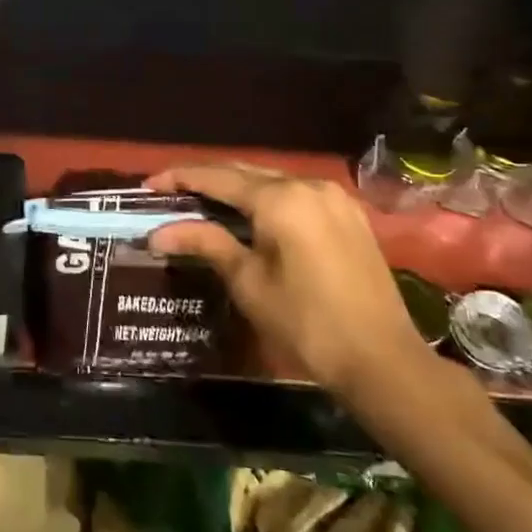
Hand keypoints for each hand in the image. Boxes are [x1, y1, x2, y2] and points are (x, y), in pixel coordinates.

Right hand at [145, 163, 434, 397]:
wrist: (382, 359)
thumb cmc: (306, 323)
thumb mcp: (248, 282)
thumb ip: (206, 243)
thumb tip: (159, 232)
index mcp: (280, 199)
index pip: (217, 177)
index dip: (179, 179)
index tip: (148, 186)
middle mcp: (308, 185)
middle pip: (244, 172)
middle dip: (205, 180)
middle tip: (170, 193)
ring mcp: (333, 197)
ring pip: (272, 181)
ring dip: (236, 189)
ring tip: (203, 203)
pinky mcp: (349, 215)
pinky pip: (296, 195)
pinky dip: (267, 199)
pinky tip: (250, 216)